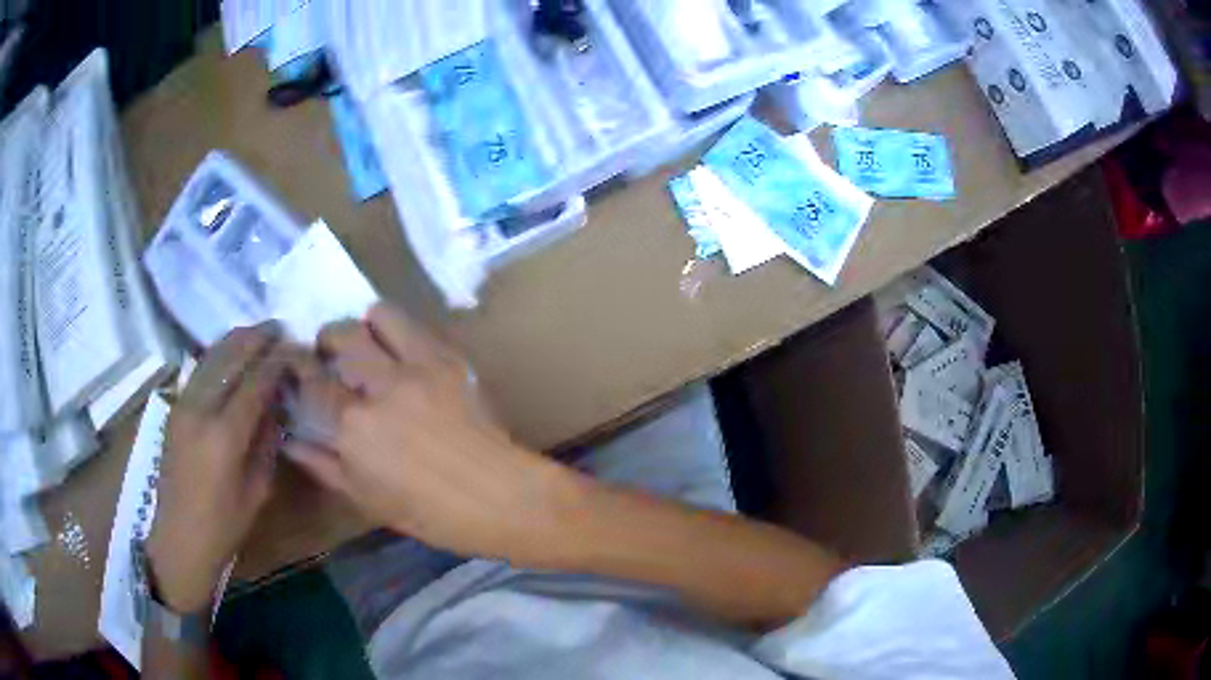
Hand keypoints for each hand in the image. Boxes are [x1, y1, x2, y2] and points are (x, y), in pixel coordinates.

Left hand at [148, 323, 299, 612]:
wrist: (179, 536)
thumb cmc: (224, 524)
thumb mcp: (257, 491)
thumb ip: (267, 443)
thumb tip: (277, 407)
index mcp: (225, 436)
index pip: (255, 382)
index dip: (276, 361)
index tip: (294, 347)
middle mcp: (201, 410)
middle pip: (230, 358)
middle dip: (255, 339)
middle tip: (277, 327)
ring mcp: (183, 404)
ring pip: (210, 357)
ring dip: (234, 340)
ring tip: (255, 332)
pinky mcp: (174, 408)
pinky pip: (198, 370)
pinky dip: (216, 354)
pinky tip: (228, 352)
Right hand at [284, 304, 573, 563]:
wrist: (501, 497)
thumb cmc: (431, 513)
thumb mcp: (367, 498)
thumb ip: (324, 464)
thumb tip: (291, 439)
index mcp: (354, 427)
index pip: (312, 381)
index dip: (298, 368)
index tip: (295, 366)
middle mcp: (381, 387)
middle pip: (340, 335)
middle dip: (327, 340)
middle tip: (331, 356)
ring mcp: (419, 366)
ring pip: (378, 316)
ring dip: (365, 327)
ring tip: (368, 346)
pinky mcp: (450, 359)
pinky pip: (415, 326)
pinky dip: (399, 331)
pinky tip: (401, 354)